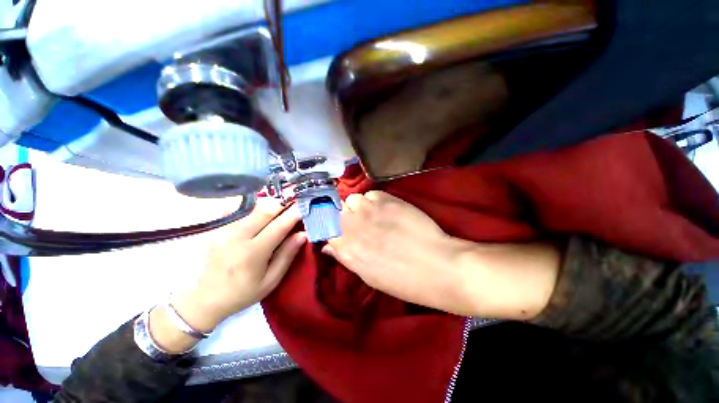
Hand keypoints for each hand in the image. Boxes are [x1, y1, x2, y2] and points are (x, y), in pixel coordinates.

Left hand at [151, 198, 305, 351]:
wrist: (204, 298)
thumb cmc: (242, 293)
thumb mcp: (270, 280)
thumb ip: (287, 255)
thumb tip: (303, 234)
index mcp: (252, 253)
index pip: (279, 226)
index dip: (293, 214)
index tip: (304, 206)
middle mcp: (236, 237)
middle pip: (264, 210)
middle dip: (282, 202)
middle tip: (294, 200)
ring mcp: (223, 230)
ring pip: (251, 206)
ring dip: (269, 203)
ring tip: (280, 204)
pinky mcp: (215, 228)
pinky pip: (237, 208)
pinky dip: (252, 205)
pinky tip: (259, 210)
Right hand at [323, 191, 559, 319]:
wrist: (437, 265)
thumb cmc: (402, 279)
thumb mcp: (368, 275)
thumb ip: (344, 256)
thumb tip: (326, 245)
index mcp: (346, 249)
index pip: (324, 228)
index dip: (330, 226)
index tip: (337, 228)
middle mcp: (351, 226)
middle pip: (336, 210)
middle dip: (345, 216)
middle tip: (361, 223)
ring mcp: (368, 210)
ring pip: (353, 200)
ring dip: (360, 207)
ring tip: (375, 215)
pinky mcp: (386, 199)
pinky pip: (371, 194)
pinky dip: (375, 200)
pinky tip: (388, 210)